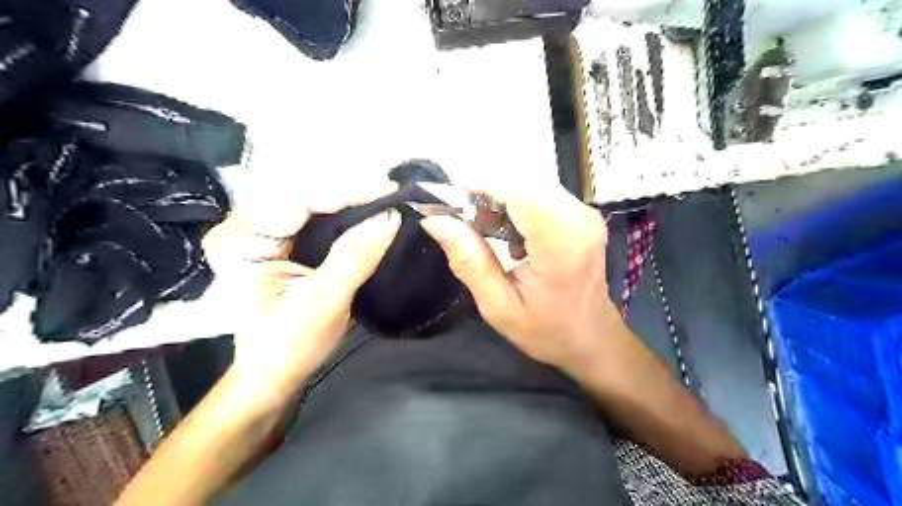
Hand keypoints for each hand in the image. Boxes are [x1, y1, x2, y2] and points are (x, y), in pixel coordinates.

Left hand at [205, 184, 403, 402]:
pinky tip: (371, 213)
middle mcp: (246, 227)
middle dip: (352, 193)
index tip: (389, 191)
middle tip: (394, 195)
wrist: (274, 372)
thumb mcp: (325, 301)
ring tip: (388, 200)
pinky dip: (347, 215)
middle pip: (306, 194)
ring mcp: (264, 232)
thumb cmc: (290, 344)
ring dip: (352, 202)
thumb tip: (390, 217)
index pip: (297, 200)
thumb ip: (355, 257)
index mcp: (240, 241)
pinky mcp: (282, 241)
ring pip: (314, 202)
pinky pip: (318, 217)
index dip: (346, 192)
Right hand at [422, 181, 619, 374]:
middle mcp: (579, 219)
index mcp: (561, 245)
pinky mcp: (583, 215)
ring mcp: (585, 214)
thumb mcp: (498, 306)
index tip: (448, 197)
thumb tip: (435, 220)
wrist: (592, 338)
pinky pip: (542, 196)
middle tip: (461, 218)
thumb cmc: (547, 331)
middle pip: (524, 184)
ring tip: (483, 230)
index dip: (480, 186)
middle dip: (487, 194)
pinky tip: (508, 235)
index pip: (518, 193)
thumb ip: (469, 261)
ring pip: (531, 186)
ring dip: (501, 200)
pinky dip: (517, 206)